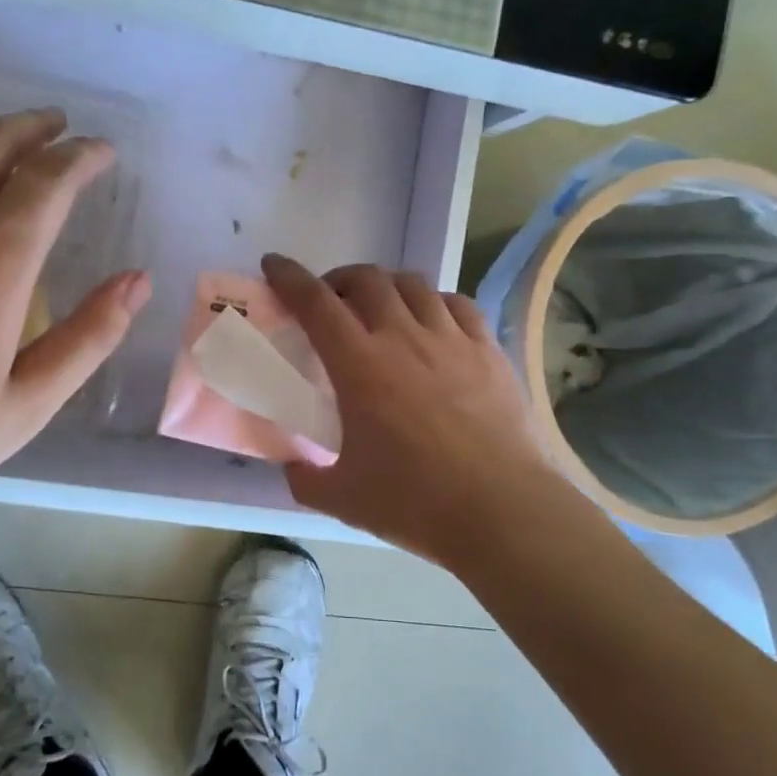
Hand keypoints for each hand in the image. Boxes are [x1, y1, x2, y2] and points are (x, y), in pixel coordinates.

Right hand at [262, 254, 568, 567]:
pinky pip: (456, 304)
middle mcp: (403, 337)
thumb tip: (294, 467)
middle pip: (366, 279)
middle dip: (339, 279)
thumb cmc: (416, 502)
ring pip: (413, 284)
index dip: (289, 277)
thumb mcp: (342, 498)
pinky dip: (433, 302)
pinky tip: (432, 321)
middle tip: (330, 301)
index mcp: (359, 365)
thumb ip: (305, 479)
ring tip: (380, 308)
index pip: (315, 302)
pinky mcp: (487, 350)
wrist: (502, 511)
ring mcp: (450, 339)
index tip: (273, 264)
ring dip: (386, 286)